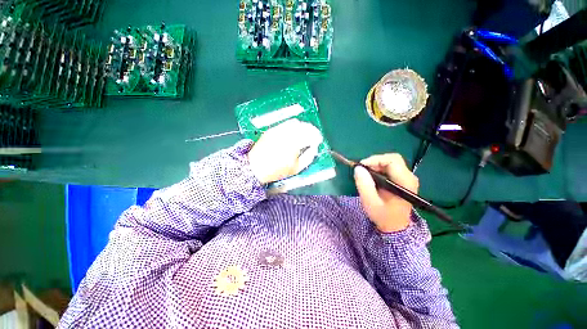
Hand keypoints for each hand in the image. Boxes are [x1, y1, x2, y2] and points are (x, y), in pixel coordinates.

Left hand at [247, 118, 322, 183]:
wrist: (255, 167)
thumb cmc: (276, 170)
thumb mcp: (296, 168)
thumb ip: (308, 157)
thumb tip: (314, 148)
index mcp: (294, 144)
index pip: (310, 135)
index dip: (317, 136)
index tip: (318, 140)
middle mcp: (287, 134)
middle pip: (304, 126)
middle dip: (312, 130)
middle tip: (314, 135)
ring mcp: (278, 130)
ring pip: (295, 123)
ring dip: (303, 126)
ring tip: (305, 133)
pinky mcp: (272, 129)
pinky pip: (286, 124)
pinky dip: (293, 126)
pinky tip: (294, 132)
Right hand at [354, 154, 418, 232]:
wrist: (394, 227)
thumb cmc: (383, 215)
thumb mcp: (370, 202)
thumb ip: (364, 185)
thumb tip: (358, 168)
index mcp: (405, 182)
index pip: (393, 161)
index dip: (376, 160)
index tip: (361, 166)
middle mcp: (409, 177)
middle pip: (392, 159)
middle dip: (375, 162)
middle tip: (362, 170)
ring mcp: (406, 178)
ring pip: (390, 162)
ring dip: (375, 165)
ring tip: (365, 174)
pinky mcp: (402, 180)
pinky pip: (389, 168)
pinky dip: (378, 169)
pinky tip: (371, 177)